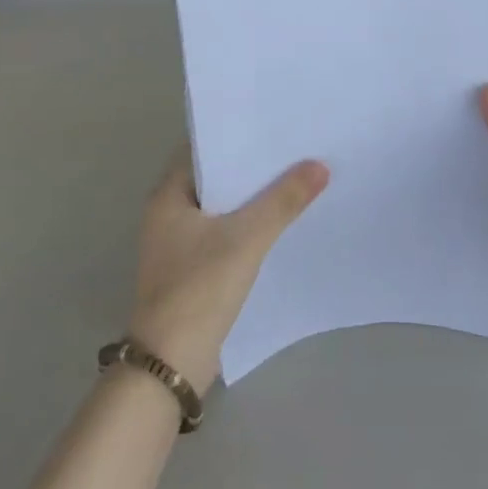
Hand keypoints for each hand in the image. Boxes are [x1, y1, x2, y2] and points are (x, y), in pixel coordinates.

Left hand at [129, 149, 329, 392]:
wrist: (171, 363)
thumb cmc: (199, 289)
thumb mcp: (246, 239)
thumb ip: (283, 201)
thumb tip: (319, 165)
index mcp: (168, 196)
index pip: (202, 149)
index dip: (236, 136)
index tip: (272, 125)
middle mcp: (168, 214)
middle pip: (215, 178)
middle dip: (251, 167)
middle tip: (294, 149)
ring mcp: (178, 244)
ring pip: (222, 208)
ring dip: (252, 198)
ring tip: (296, 179)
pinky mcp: (191, 269)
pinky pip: (224, 234)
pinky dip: (248, 226)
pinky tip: (280, 223)